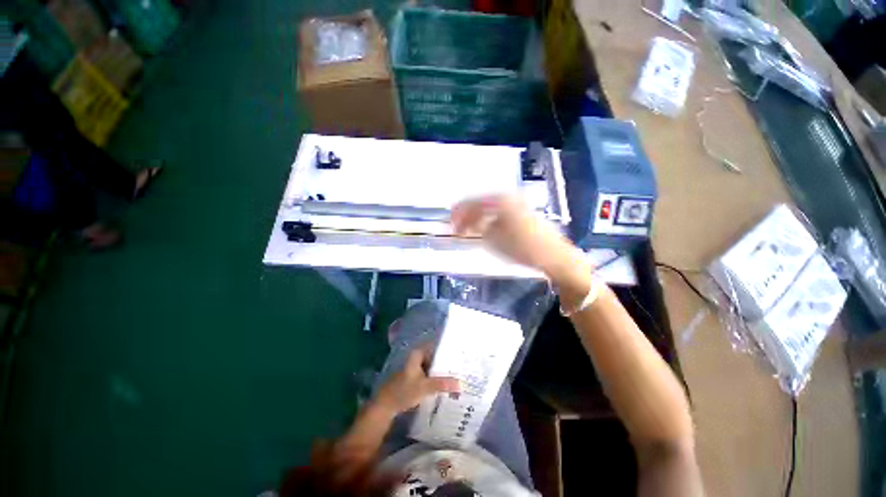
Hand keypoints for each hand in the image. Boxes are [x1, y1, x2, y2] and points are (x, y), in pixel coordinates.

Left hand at [373, 348, 459, 416]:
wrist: (385, 405)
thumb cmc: (404, 391)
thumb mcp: (425, 387)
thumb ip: (443, 384)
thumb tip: (461, 383)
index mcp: (417, 354)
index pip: (436, 346)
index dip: (447, 349)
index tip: (459, 353)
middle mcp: (416, 357)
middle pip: (434, 356)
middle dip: (446, 362)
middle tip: (461, 366)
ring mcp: (414, 368)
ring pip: (431, 366)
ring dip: (441, 371)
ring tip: (457, 374)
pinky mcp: (413, 378)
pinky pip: (428, 374)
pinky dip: (435, 377)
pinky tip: (445, 384)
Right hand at [451, 195, 578, 276]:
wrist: (553, 255)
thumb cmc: (522, 247)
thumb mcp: (494, 239)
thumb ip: (478, 227)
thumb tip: (467, 222)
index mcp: (501, 200)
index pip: (473, 203)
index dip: (459, 213)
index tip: (450, 223)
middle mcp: (509, 196)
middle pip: (481, 202)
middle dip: (467, 213)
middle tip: (457, 225)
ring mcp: (518, 203)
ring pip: (491, 206)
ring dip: (478, 215)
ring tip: (469, 227)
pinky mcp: (524, 211)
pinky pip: (500, 210)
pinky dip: (490, 217)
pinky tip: (485, 226)